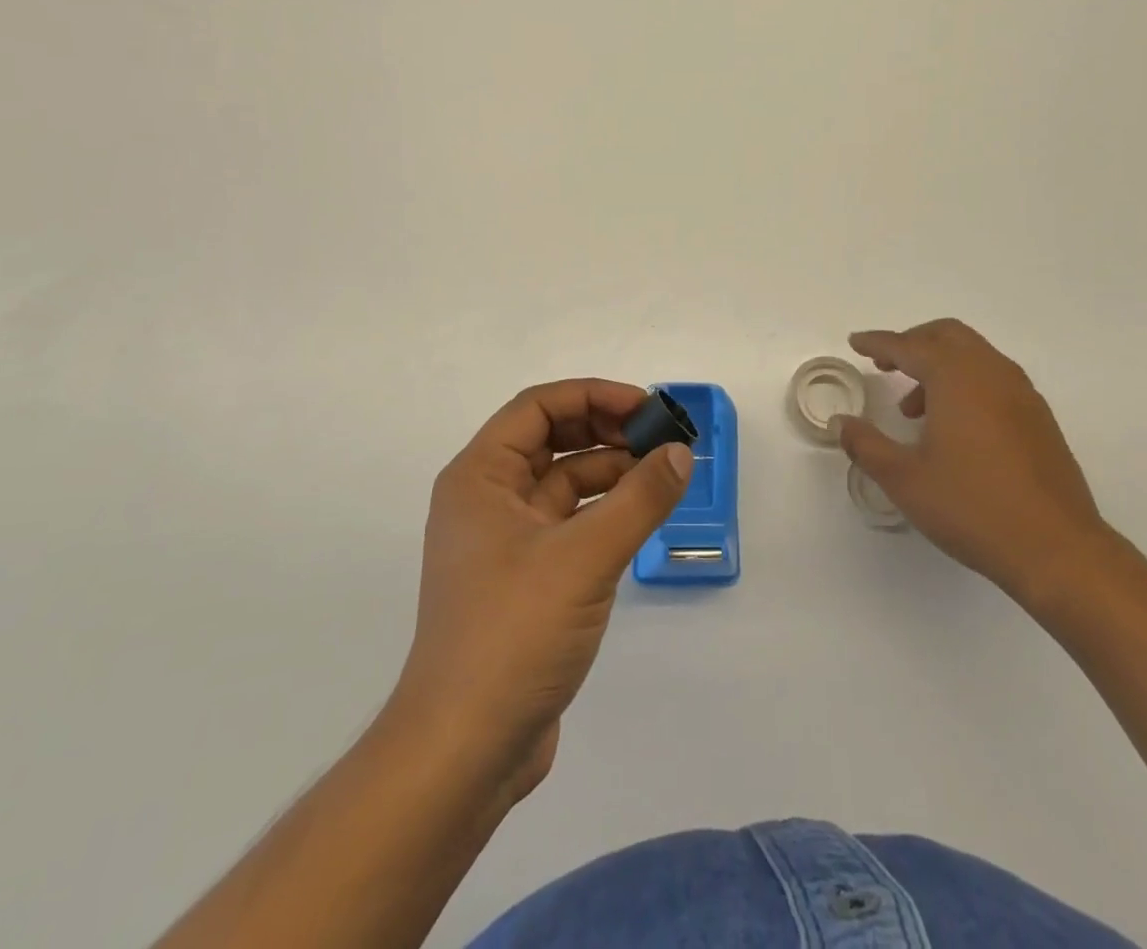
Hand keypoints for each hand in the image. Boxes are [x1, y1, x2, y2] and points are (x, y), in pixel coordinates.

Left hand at [390, 379, 691, 800]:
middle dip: (605, 430)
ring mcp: (504, 542)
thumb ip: (639, 499)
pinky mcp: (524, 579)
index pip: (538, 407)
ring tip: (662, 474)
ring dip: (609, 471)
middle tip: (661, 438)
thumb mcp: (584, 557)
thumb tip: (681, 454)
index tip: (647, 407)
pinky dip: (603, 512)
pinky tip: (640, 517)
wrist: (464, 750)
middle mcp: (486, 499)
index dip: (593, 395)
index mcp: (480, 477)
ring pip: (562, 482)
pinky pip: (568, 523)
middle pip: (550, 439)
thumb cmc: (513, 634)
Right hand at [837, 319, 1109, 608]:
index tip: (856, 342)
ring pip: (974, 356)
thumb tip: (842, 423)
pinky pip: (994, 379)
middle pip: (947, 336)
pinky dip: (966, 383)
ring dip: (940, 366)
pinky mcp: (1039, 419)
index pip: (909, 346)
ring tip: (914, 410)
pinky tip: (954, 427)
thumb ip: (867, 445)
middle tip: (885, 365)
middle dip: (913, 343)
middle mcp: (992, 373)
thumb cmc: (972, 507)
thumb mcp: (904, 479)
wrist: (1057, 549)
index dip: (878, 342)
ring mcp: (1022, 394)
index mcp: (957, 378)